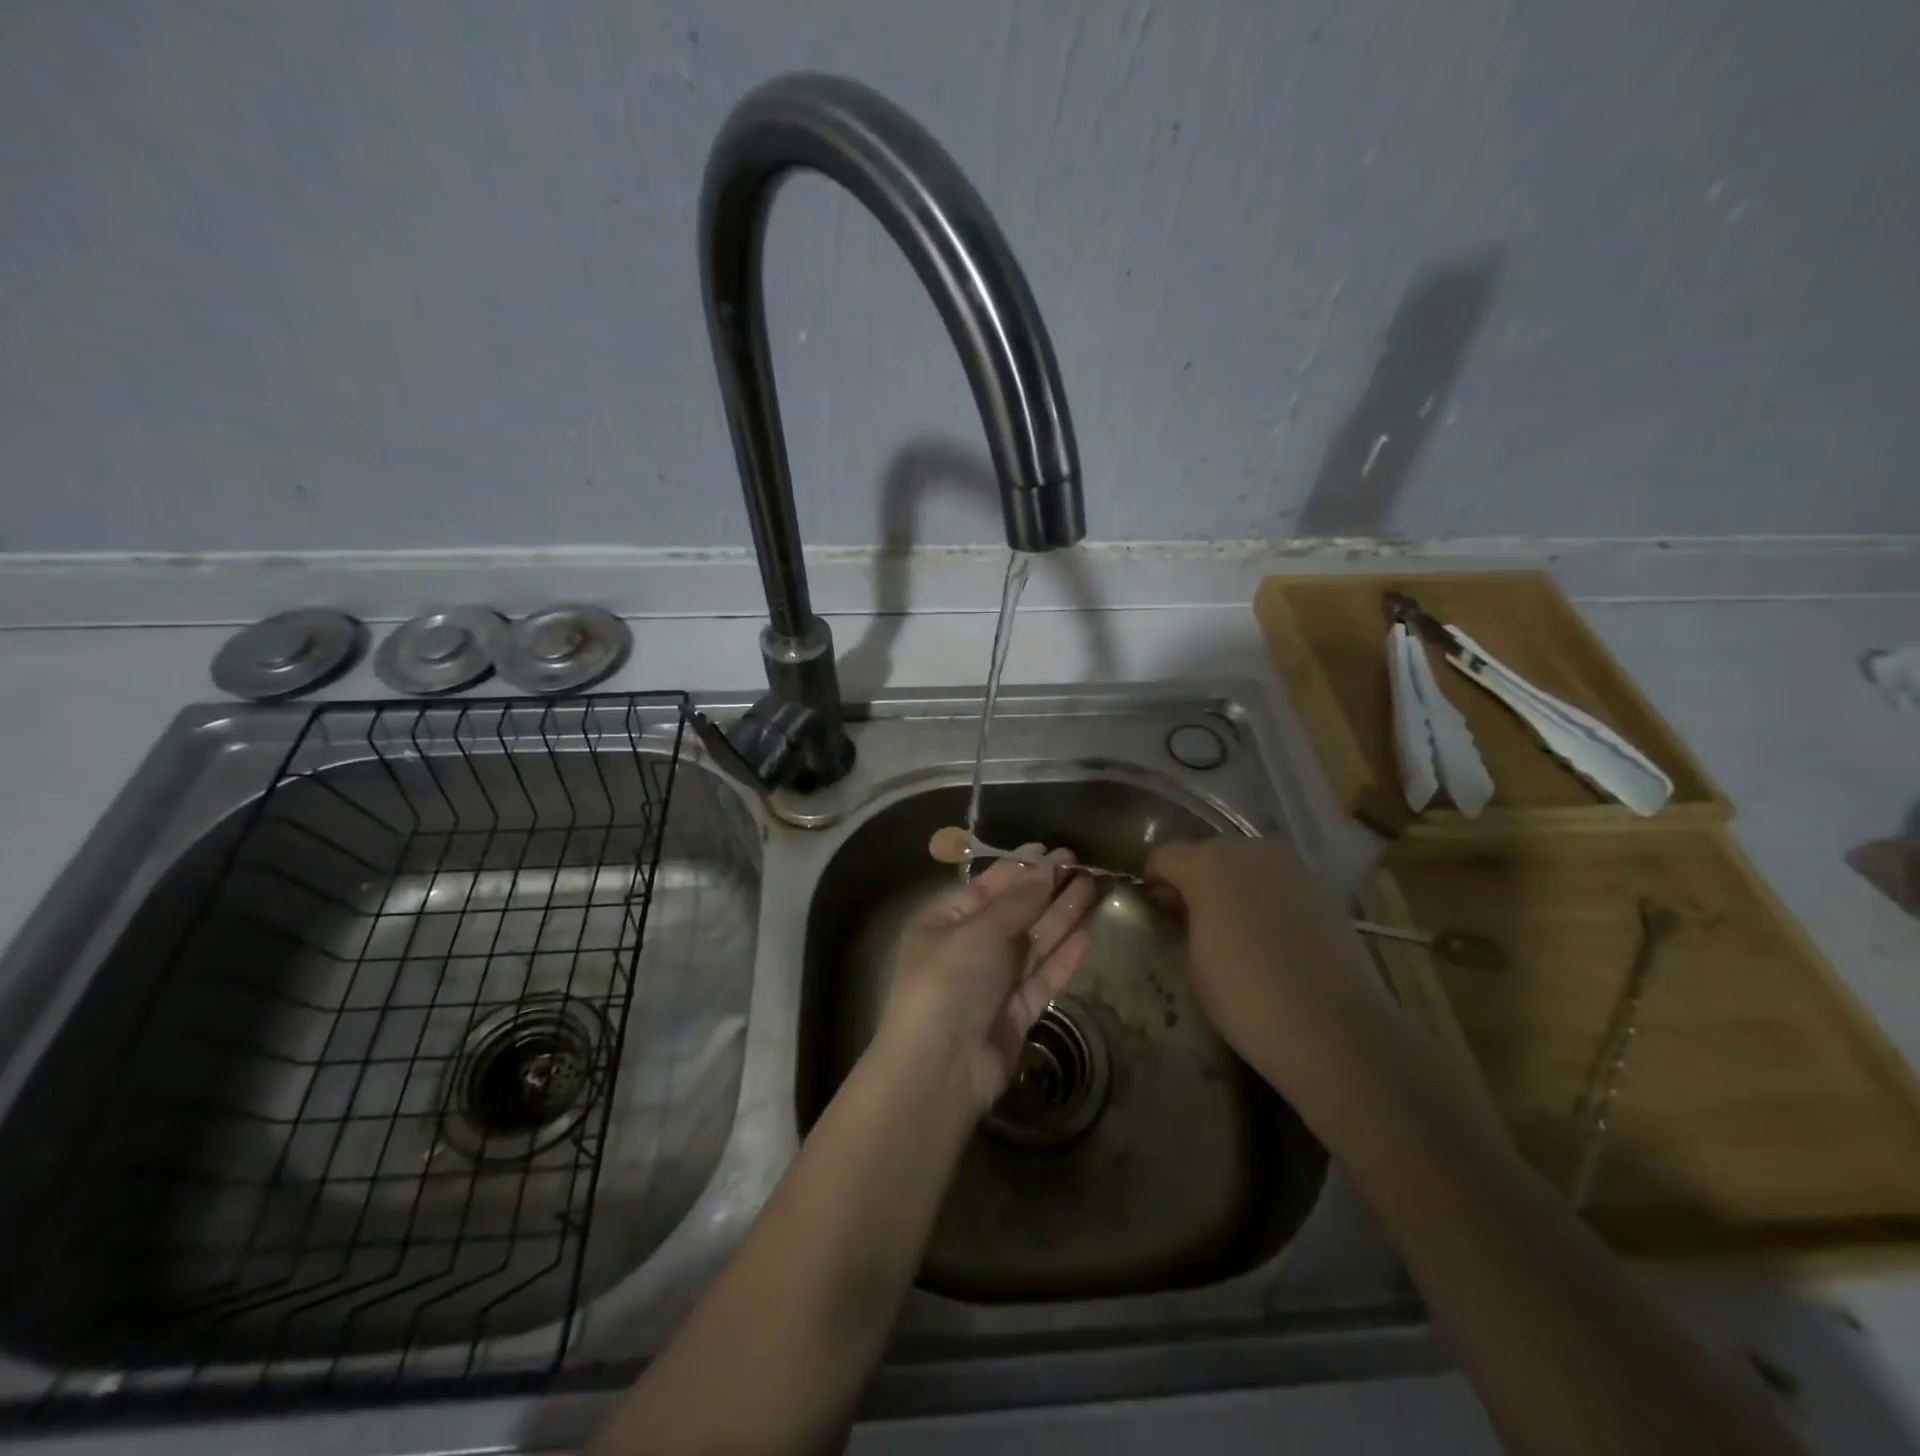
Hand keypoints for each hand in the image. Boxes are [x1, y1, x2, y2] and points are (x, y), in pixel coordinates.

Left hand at [876, 846, 1097, 1113]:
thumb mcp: (979, 930)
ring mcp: (994, 981)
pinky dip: (1064, 957)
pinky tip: (1087, 934)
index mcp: (945, 922)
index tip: (1051, 851)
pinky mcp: (1016, 1012)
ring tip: (1092, 888)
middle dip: (1046, 889)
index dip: (1019, 869)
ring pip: (1033, 942)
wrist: (940, 1068)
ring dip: (1061, 916)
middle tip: (1081, 865)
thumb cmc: (949, 981)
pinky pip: (1043, 976)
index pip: (986, 887)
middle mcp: (968, 947)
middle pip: (1014, 913)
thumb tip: (1044, 866)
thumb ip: (1017, 901)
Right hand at [1146, 836, 1391, 1103]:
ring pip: (1244, 867)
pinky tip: (1270, 940)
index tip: (1154, 916)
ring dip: (1231, 889)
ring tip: (1233, 933)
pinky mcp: (1322, 889)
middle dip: (1194, 882)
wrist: (1336, 1030)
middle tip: (1191, 925)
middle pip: (1206, 855)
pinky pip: (1277, 885)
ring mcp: (1290, 867)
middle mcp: (1249, 851)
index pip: (1162, 857)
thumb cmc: (1246, 998)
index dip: (1153, 884)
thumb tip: (1178, 909)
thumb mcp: (1191, 963)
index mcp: (1207, 864)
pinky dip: (1265, 901)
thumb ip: (1179, 922)